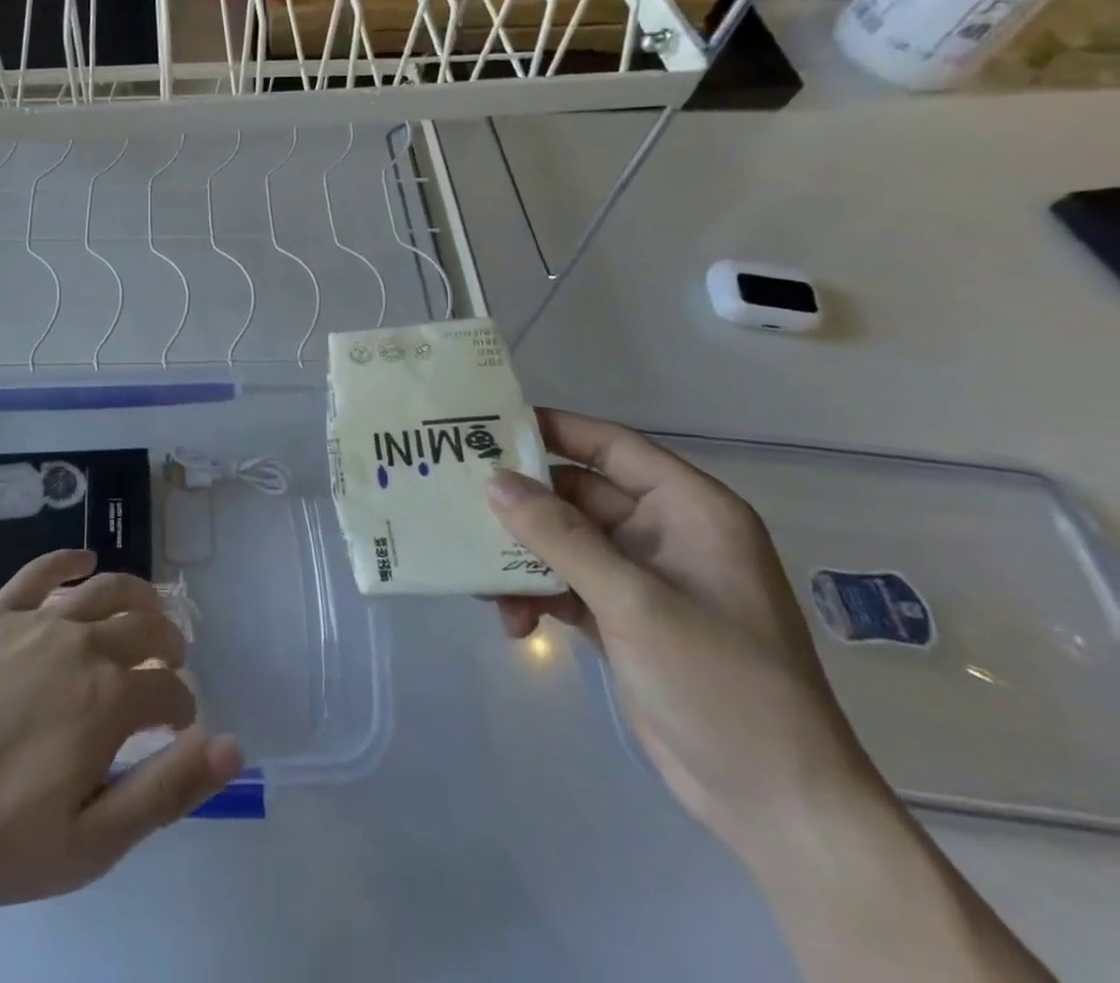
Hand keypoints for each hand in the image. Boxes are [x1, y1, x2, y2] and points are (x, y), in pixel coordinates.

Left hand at [0, 551, 242, 982]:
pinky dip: (69, 560)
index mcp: (110, 699)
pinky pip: (42, 570)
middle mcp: (83, 643)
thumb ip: (165, 791)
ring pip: (106, 588)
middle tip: (169, 665)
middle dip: (170, 644)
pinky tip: (84, 561)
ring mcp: (37, 620)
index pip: (171, 689)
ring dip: (137, 595)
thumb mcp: (88, 843)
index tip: (178, 727)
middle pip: (147, 625)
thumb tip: (230, 745)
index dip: (183, 707)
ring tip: (147, 610)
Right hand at [485, 410, 873, 854]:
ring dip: (521, 557)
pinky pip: (563, 582)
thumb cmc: (721, 683)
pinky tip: (511, 621)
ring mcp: (642, 578)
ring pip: (562, 541)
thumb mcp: (634, 601)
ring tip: (480, 579)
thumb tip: (494, 481)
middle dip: (521, 505)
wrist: (774, 804)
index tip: (486, 427)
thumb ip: (560, 536)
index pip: (611, 447)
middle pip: (576, 495)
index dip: (552, 430)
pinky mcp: (622, 617)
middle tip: (457, 500)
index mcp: (689, 511)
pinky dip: (534, 594)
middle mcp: (663, 534)